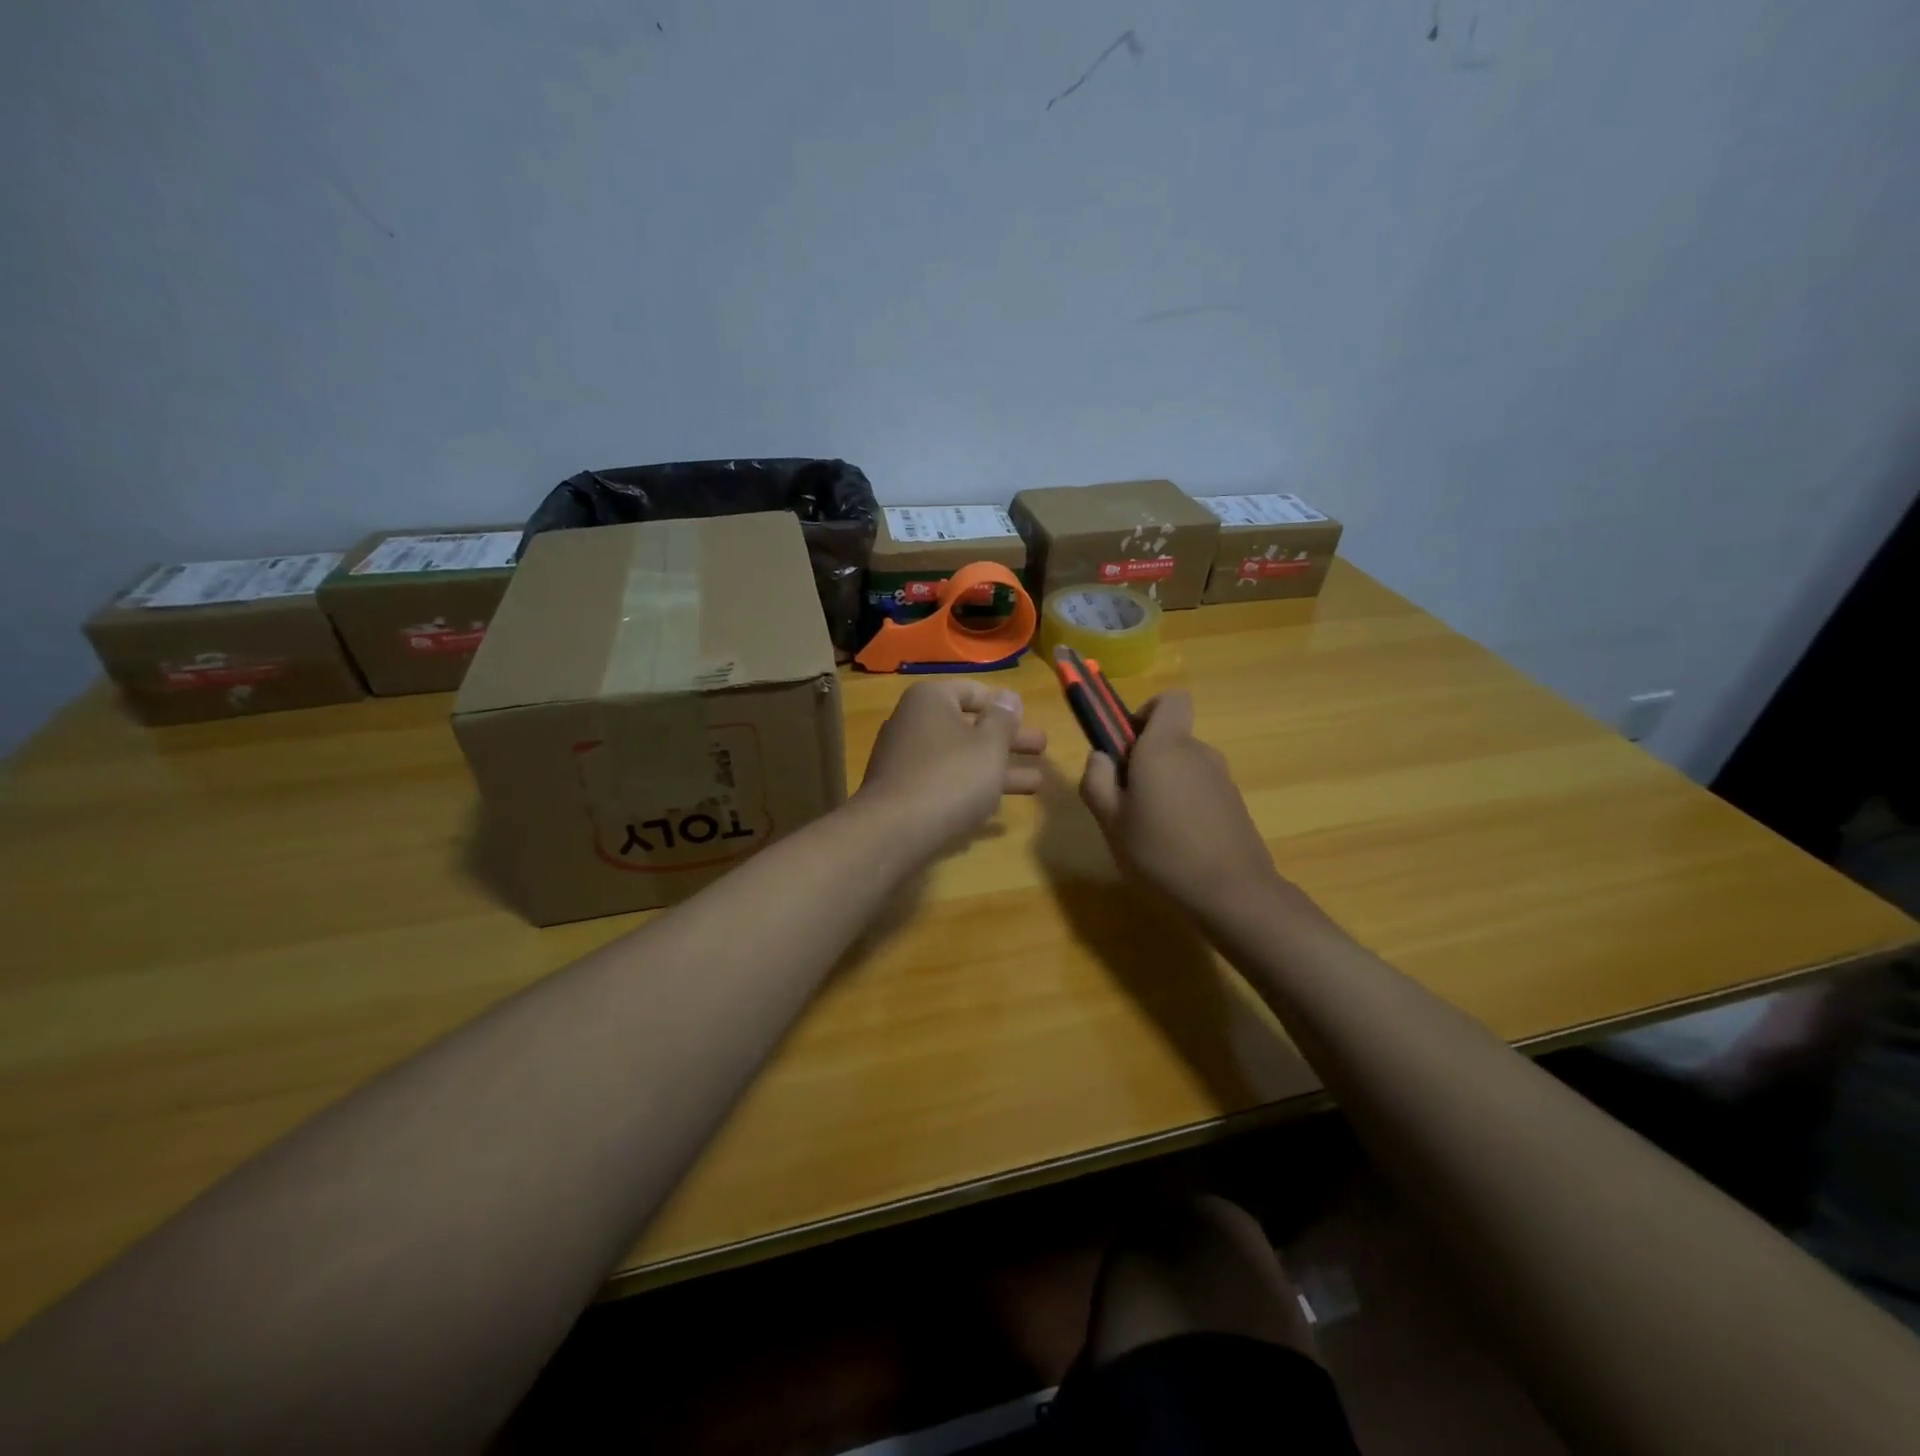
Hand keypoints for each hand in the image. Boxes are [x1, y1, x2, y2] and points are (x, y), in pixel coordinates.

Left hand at [856, 679, 1047, 853]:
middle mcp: (913, 723)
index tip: (1026, 717)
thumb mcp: (989, 745)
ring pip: (961, 758)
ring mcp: (905, 759)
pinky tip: (997, 808)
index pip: (972, 691)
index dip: (1002, 704)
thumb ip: (1004, 720)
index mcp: (930, 700)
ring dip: (997, 769)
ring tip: (1036, 784)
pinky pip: (945, 782)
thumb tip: (1010, 697)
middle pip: (969, 727)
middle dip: (1008, 740)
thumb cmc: (951, 776)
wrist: (895, 831)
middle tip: (1042, 747)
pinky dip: (971, 789)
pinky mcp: (904, 792)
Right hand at [1078, 692, 1284, 916]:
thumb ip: (1096, 780)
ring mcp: (1221, 778)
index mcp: (1165, 746)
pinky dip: (1185, 805)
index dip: (1145, 713)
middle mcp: (1197, 752)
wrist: (1232, 893)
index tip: (1126, 746)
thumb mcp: (1110, 820)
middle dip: (1146, 759)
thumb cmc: (1160, 852)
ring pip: (1184, 767)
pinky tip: (1176, 844)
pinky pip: (1200, 790)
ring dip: (1165, 785)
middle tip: (1126, 801)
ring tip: (1149, 830)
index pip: (1169, 699)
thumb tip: (1101, 756)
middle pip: (1170, 738)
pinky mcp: (1235, 804)